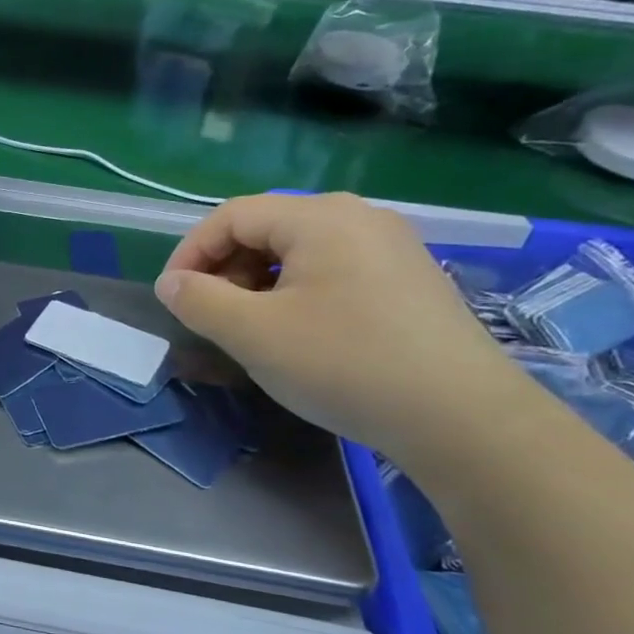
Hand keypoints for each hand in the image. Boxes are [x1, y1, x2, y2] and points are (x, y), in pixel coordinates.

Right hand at [153, 193, 533, 459]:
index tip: (172, 297)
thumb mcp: (253, 333)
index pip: (231, 216)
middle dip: (225, 268)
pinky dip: (296, 291)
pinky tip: (298, 332)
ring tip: (249, 327)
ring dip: (257, 282)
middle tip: (210, 315)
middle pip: (266, 228)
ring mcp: (390, 247)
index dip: (190, 252)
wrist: (462, 418)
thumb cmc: (345, 364)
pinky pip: (332, 269)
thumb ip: (199, 300)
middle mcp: (359, 217)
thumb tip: (171, 283)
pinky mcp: (407, 279)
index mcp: (320, 217)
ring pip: (299, 250)